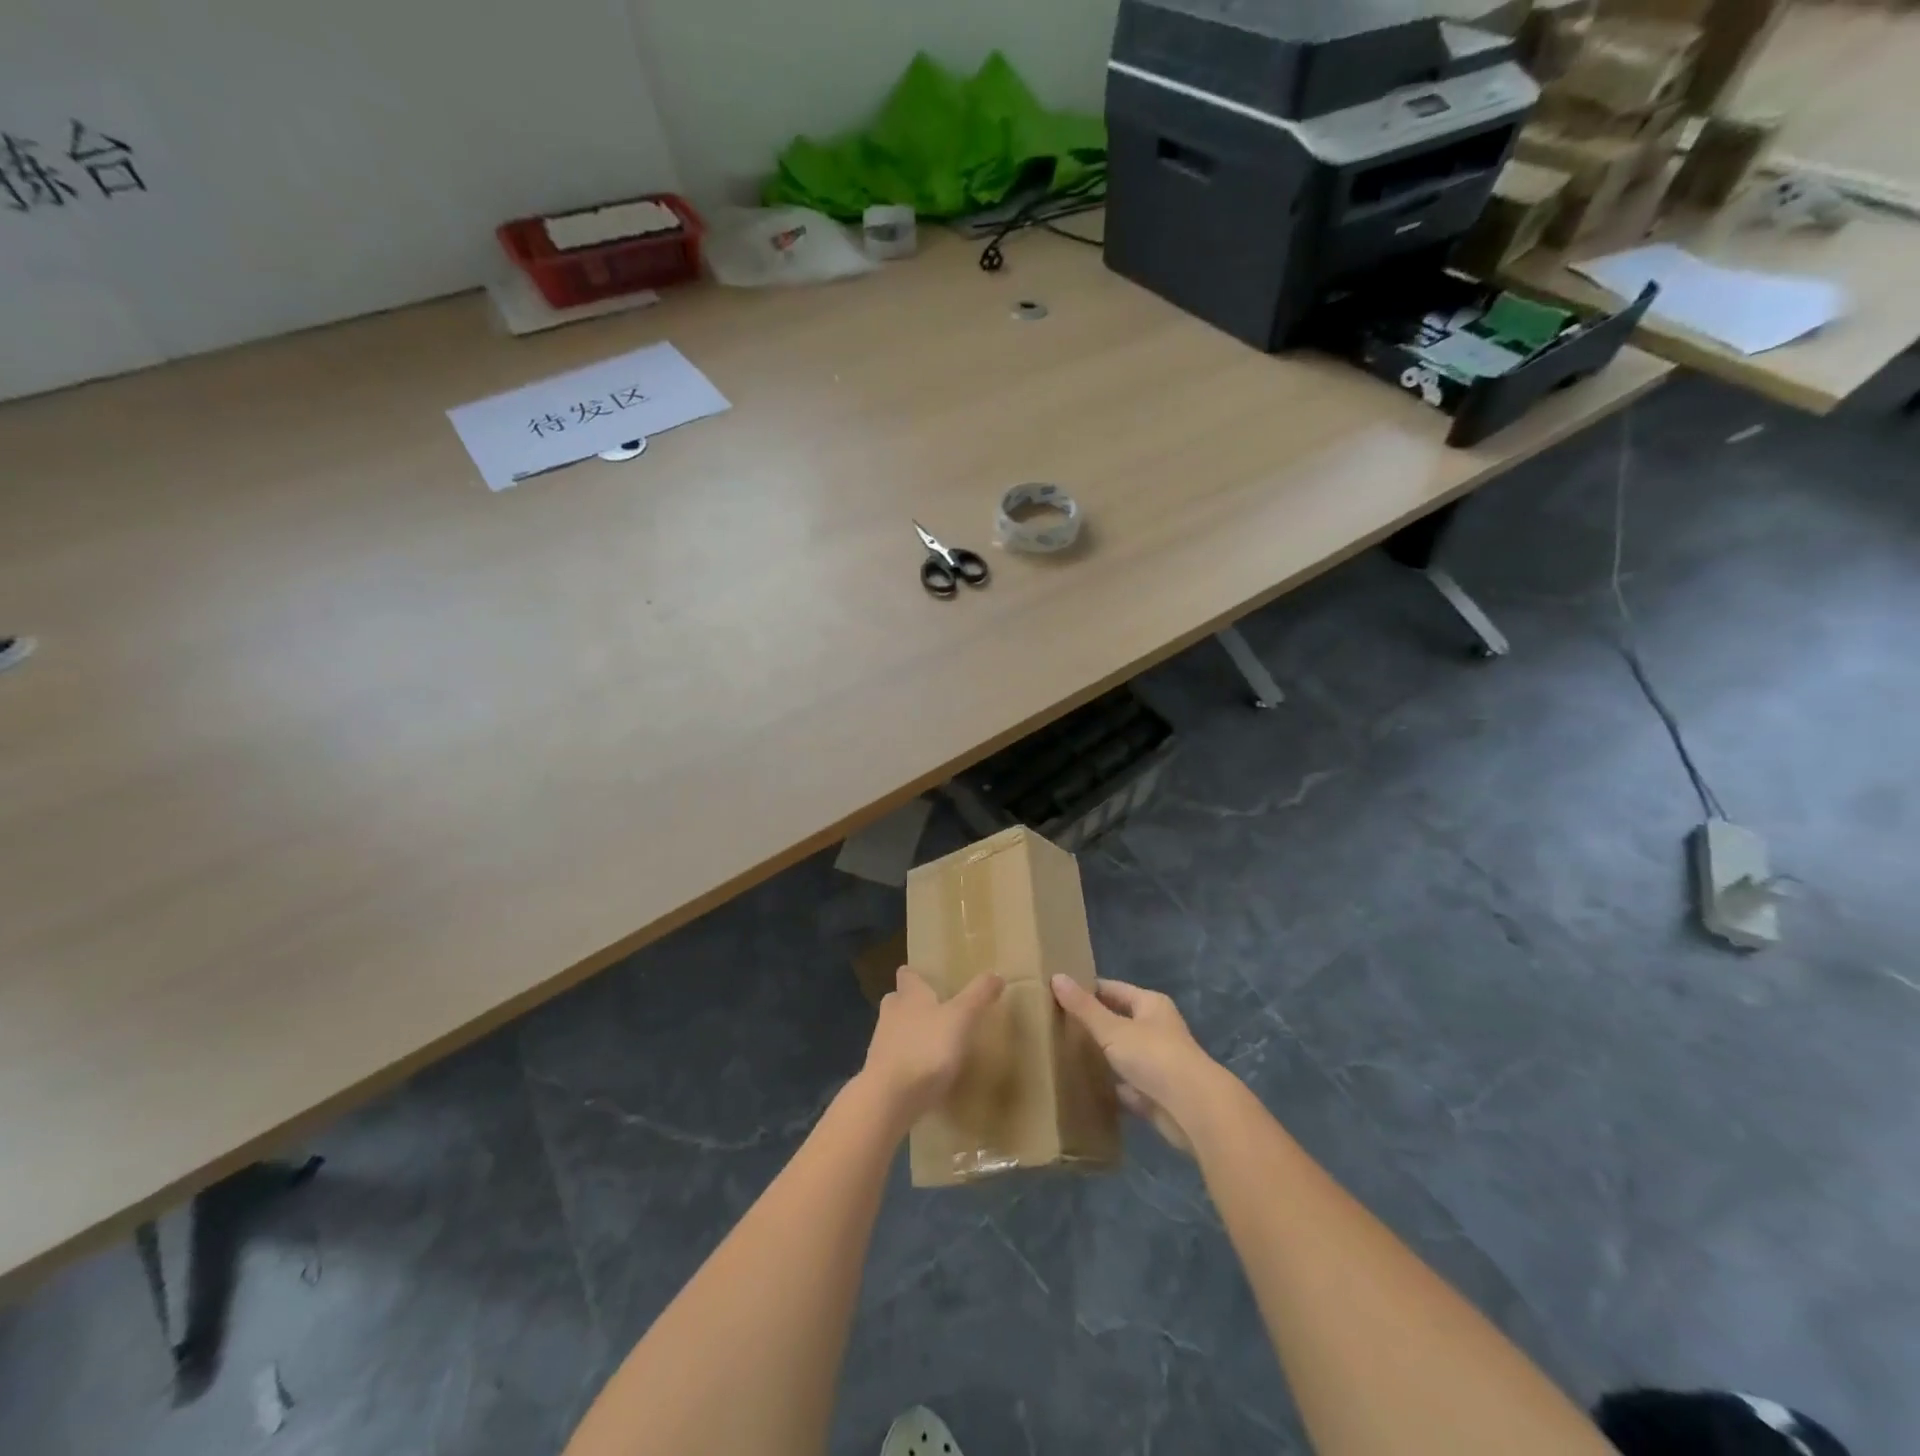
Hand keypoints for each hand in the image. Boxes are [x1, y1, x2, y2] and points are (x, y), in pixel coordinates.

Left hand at [860, 968, 1003, 1127]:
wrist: (889, 1098)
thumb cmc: (926, 1048)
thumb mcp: (961, 1017)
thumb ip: (978, 995)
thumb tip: (996, 973)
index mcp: (909, 996)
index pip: (908, 976)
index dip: (916, 975)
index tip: (925, 976)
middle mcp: (891, 1015)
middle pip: (898, 1002)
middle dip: (911, 1004)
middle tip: (933, 1009)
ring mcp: (882, 1046)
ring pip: (895, 1031)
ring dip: (910, 1034)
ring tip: (933, 1043)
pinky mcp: (880, 1075)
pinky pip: (896, 1062)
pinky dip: (908, 1064)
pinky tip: (925, 1075)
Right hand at [1052, 976, 1222, 1153]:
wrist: (1193, 1109)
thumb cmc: (1154, 1057)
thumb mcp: (1112, 1029)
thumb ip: (1083, 1008)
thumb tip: (1056, 976)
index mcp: (1150, 1005)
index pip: (1113, 989)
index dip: (1087, 990)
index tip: (1059, 994)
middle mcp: (1157, 1029)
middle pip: (1119, 1021)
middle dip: (1093, 1023)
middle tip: (1057, 1025)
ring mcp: (1158, 1062)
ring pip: (1123, 1053)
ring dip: (1103, 1056)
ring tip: (1067, 1054)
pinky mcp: (1157, 1093)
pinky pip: (1128, 1084)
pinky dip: (1112, 1085)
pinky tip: (1089, 1088)